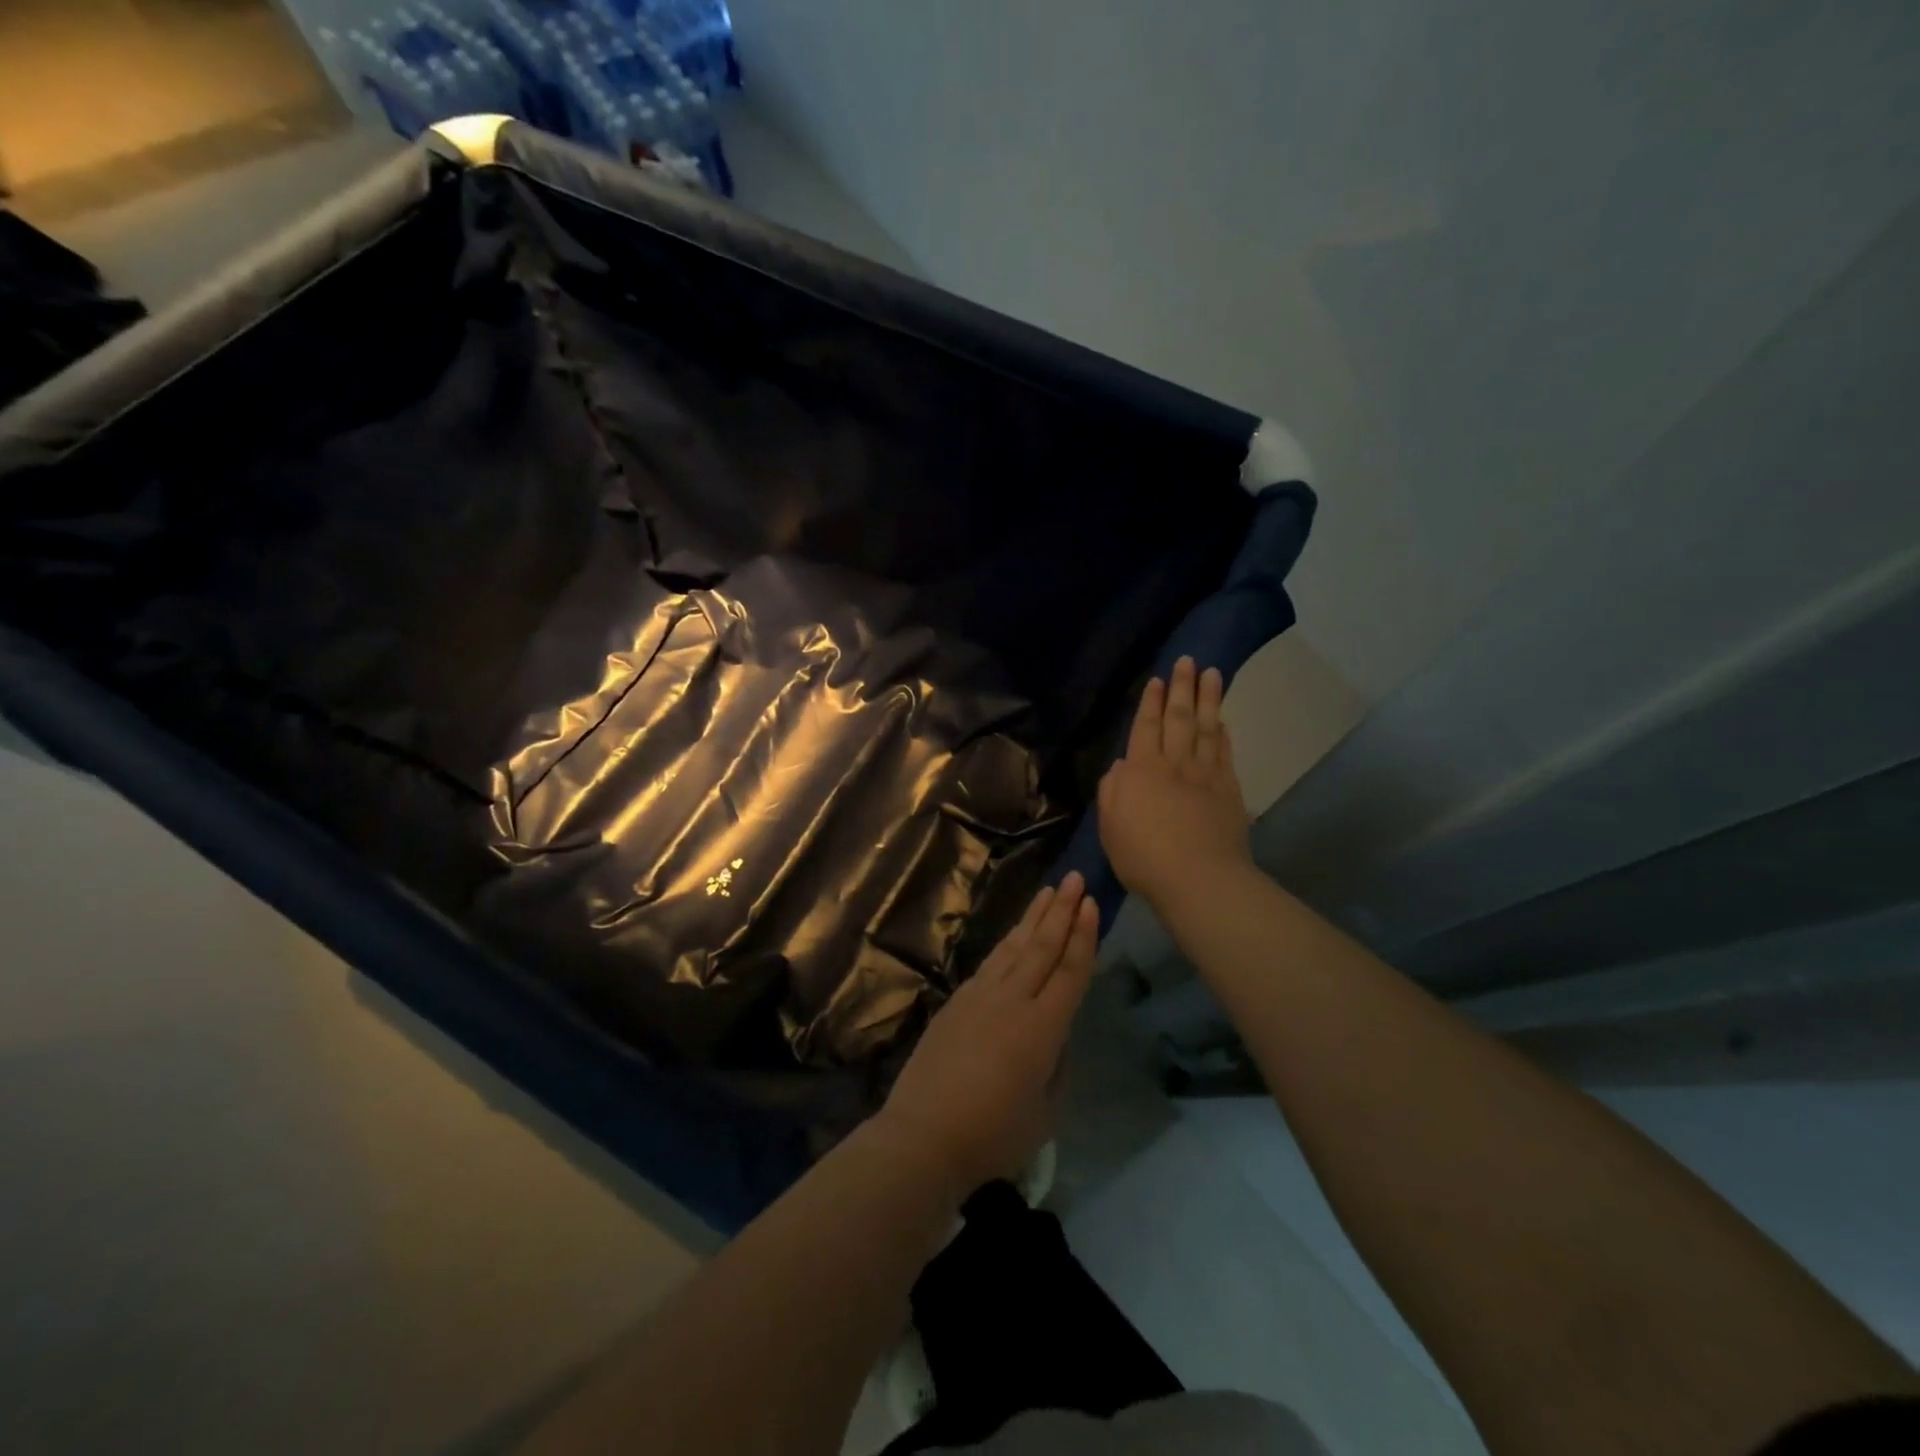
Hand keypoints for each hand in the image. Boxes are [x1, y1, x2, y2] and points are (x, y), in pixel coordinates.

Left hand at [879, 873, 1098, 1197]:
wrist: (923, 1135)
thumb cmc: (993, 1135)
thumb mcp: (1045, 1112)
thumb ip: (1056, 1066)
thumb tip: (1055, 1037)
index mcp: (1042, 1029)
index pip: (1070, 971)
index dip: (1083, 936)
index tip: (1091, 903)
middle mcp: (1012, 1001)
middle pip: (1043, 946)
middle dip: (1061, 910)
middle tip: (1075, 878)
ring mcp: (980, 996)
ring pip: (1014, 947)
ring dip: (1033, 917)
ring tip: (1048, 891)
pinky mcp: (957, 1001)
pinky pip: (991, 962)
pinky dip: (1008, 943)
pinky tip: (1014, 935)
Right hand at [1098, 656, 1250, 915]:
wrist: (1198, 879)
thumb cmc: (1143, 857)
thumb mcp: (1110, 827)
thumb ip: (1113, 791)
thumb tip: (1122, 765)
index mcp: (1141, 771)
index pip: (1146, 728)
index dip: (1151, 703)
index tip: (1158, 680)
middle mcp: (1174, 765)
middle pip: (1179, 719)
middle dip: (1182, 688)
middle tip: (1188, 661)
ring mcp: (1205, 776)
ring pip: (1205, 728)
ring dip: (1208, 700)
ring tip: (1212, 674)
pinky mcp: (1229, 791)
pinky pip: (1224, 754)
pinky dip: (1223, 734)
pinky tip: (1223, 721)